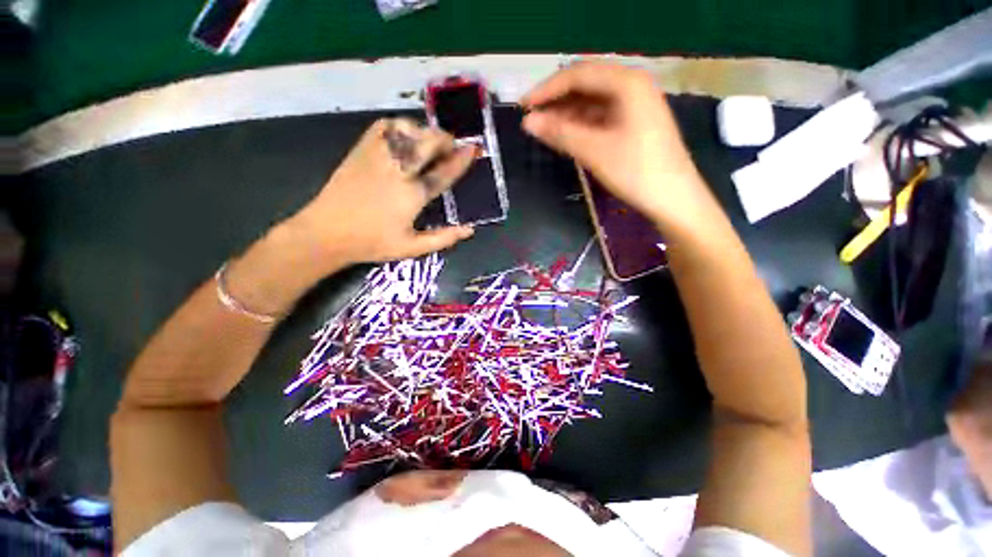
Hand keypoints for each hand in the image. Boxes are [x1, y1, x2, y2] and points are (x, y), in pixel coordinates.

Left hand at [291, 118, 476, 265]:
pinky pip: (383, 127)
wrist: (326, 233)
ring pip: (407, 130)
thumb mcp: (412, 248)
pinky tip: (404, 135)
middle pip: (428, 143)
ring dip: (424, 132)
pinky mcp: (361, 150)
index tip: (473, 148)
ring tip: (430, 142)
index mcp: (413, 195)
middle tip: (453, 146)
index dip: (461, 160)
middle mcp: (398, 170)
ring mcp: (378, 157)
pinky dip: (399, 125)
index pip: (444, 172)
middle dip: (445, 139)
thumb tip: (470, 230)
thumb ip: (443, 238)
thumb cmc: (373, 243)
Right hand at [521, 61, 704, 225]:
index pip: (578, 75)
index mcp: (627, 83)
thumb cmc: (635, 171)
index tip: (523, 106)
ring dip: (566, 114)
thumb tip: (528, 122)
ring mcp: (634, 105)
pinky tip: (565, 135)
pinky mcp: (633, 124)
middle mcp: (632, 86)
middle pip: (586, 85)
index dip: (547, 89)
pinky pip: (600, 117)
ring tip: (542, 129)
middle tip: (531, 118)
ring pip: (592, 102)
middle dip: (556, 100)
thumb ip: (560, 133)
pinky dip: (580, 125)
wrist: (674, 198)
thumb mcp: (594, 151)